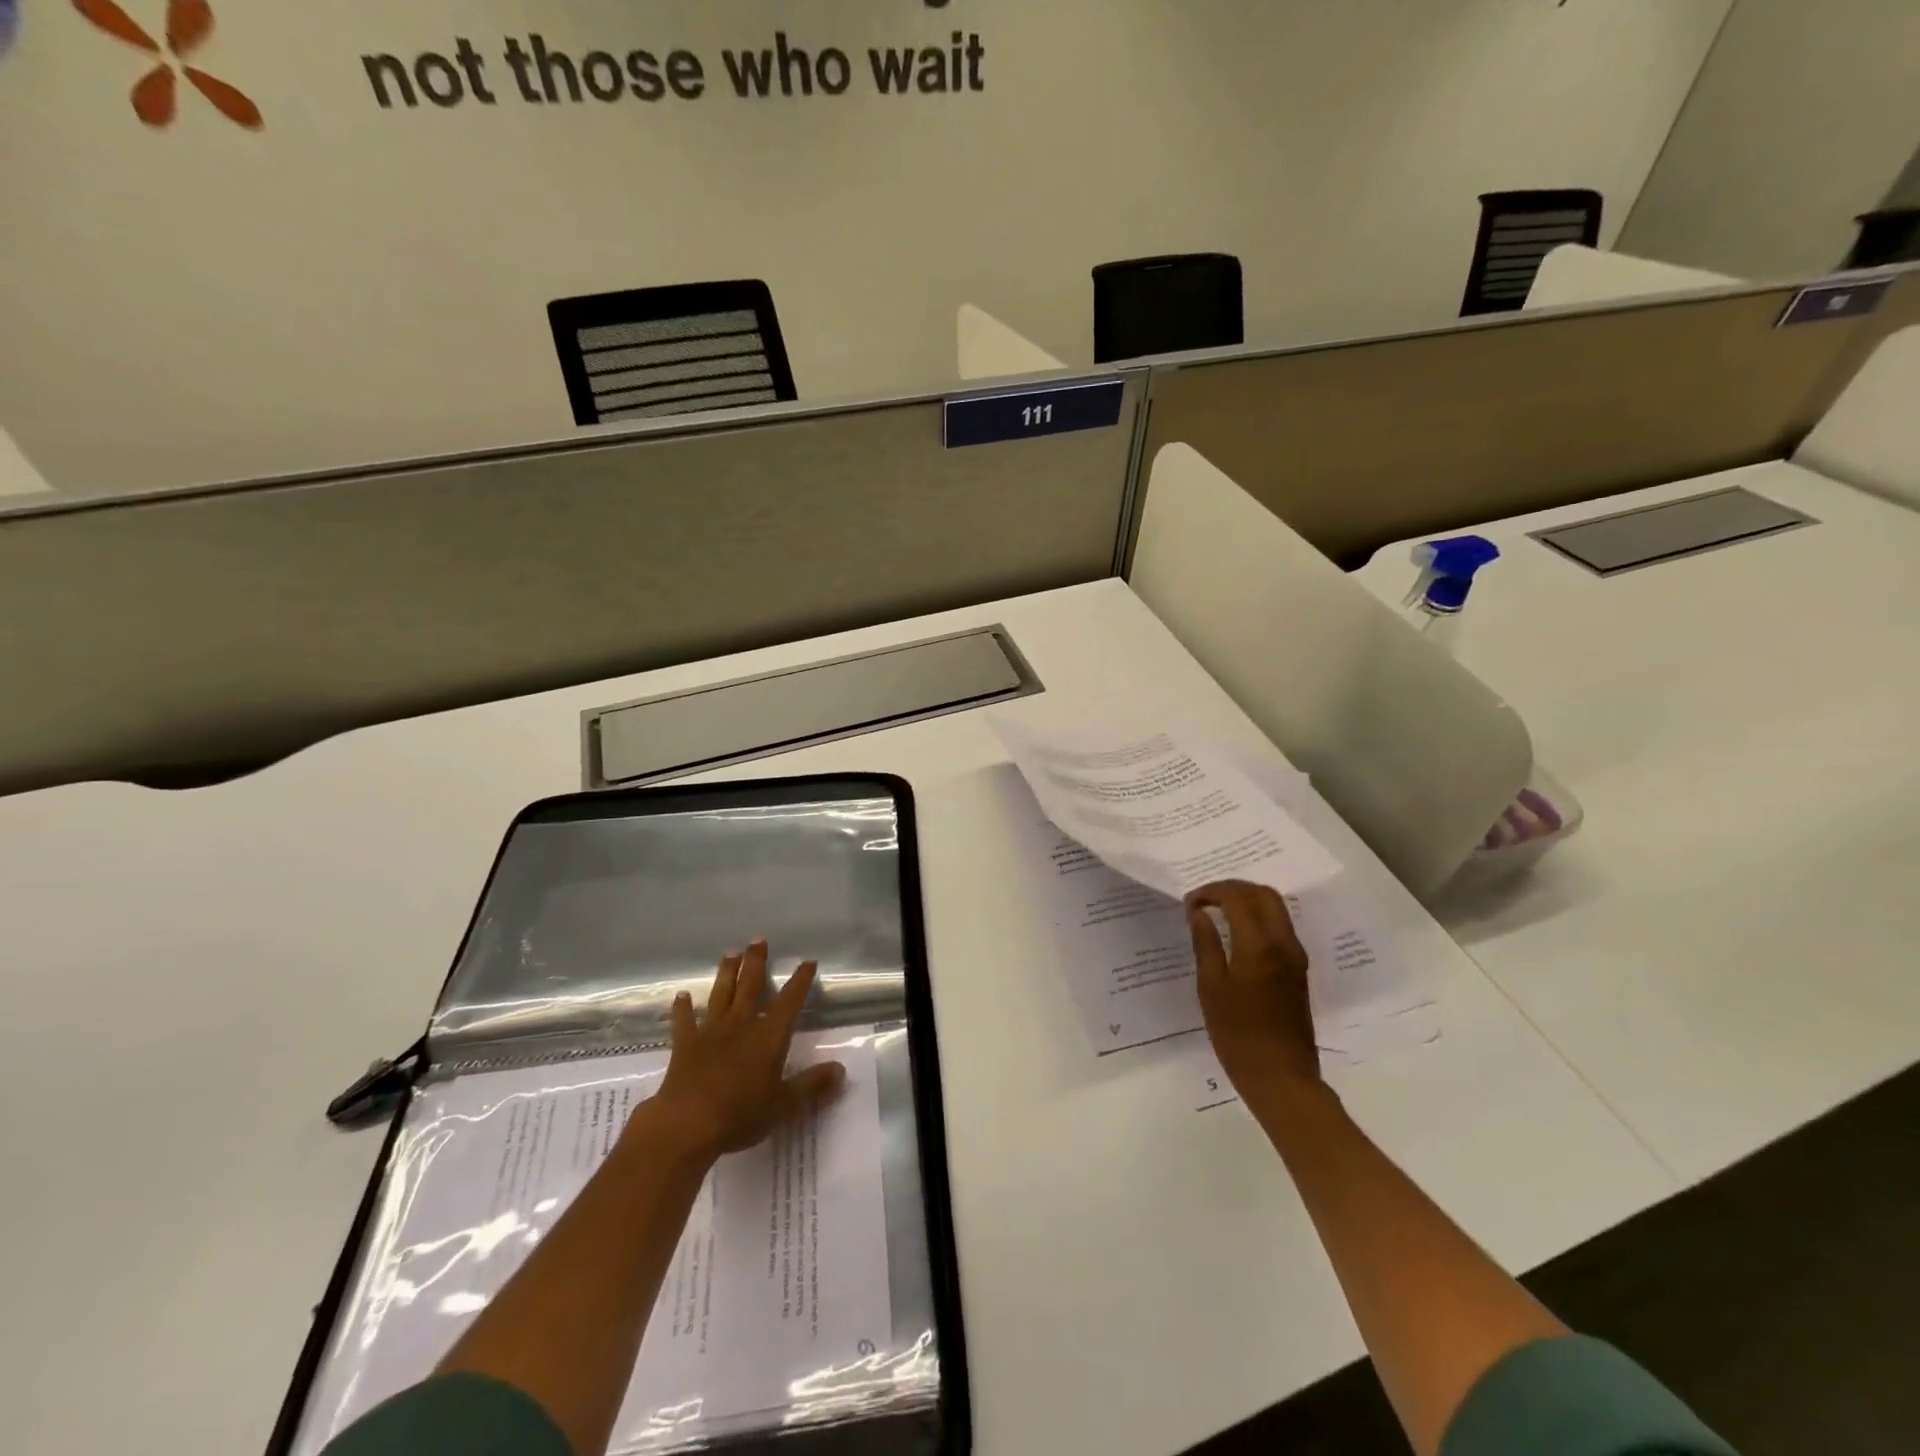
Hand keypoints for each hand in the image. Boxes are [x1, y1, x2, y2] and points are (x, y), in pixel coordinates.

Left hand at [650, 941, 845, 1158]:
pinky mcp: (685, 1045)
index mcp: (769, 1035)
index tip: (808, 961)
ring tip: (729, 953)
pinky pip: (684, 1021)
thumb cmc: (741, 1113)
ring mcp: (711, 1032)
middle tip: (758, 939)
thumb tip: (841, 1069)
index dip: (800, 980)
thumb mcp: (784, 1104)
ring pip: (721, 994)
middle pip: (750, 986)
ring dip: (726, 973)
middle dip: (756, 962)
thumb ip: (812, 1085)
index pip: (789, 1000)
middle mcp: (741, 1024)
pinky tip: (681, 996)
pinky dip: (683, 1008)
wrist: (687, 1123)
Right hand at [1186, 880, 1320, 1104]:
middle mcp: (1283, 943)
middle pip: (1264, 895)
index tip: (1189, 904)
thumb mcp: (1211, 987)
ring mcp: (1295, 957)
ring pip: (1276, 909)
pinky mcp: (1298, 970)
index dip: (1211, 893)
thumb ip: (1206, 944)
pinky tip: (1236, 934)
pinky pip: (1279, 928)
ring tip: (1217, 914)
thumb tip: (1199, 914)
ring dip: (1247, 902)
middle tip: (1205, 900)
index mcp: (1260, 945)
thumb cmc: (1237, 1034)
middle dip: (1233, 889)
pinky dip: (1257, 918)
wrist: (1282, 1077)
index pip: (1238, 898)